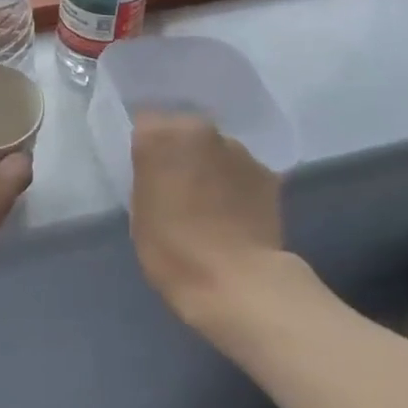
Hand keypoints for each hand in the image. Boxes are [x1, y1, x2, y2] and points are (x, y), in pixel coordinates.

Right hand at [129, 112, 290, 328]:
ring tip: (211, 202)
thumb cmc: (173, 251)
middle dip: (182, 152)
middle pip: (185, 131)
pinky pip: (242, 171)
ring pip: (216, 150)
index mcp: (159, 136)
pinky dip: (237, 184)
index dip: (148, 147)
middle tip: (179, 184)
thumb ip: (148, 177)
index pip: (146, 125)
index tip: (148, 169)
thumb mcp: (141, 212)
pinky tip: (236, 212)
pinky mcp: (267, 172)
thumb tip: (160, 168)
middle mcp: (200, 130)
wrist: (238, 282)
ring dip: (212, 166)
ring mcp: (238, 149)